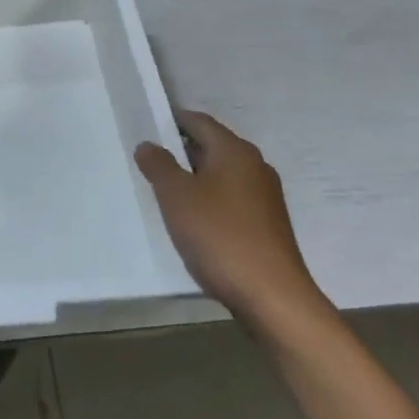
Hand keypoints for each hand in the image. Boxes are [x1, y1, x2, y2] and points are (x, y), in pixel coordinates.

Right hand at [134, 110, 326, 331]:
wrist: (273, 297)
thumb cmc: (220, 235)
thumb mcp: (176, 196)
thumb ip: (158, 164)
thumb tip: (148, 144)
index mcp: (235, 151)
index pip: (198, 121)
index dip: (171, 121)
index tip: (146, 128)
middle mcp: (254, 166)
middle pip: (211, 147)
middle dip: (180, 151)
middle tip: (148, 162)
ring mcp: (265, 197)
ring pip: (221, 175)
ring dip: (194, 179)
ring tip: (165, 193)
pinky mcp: (267, 225)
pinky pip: (231, 200)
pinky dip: (210, 201)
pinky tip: (192, 221)